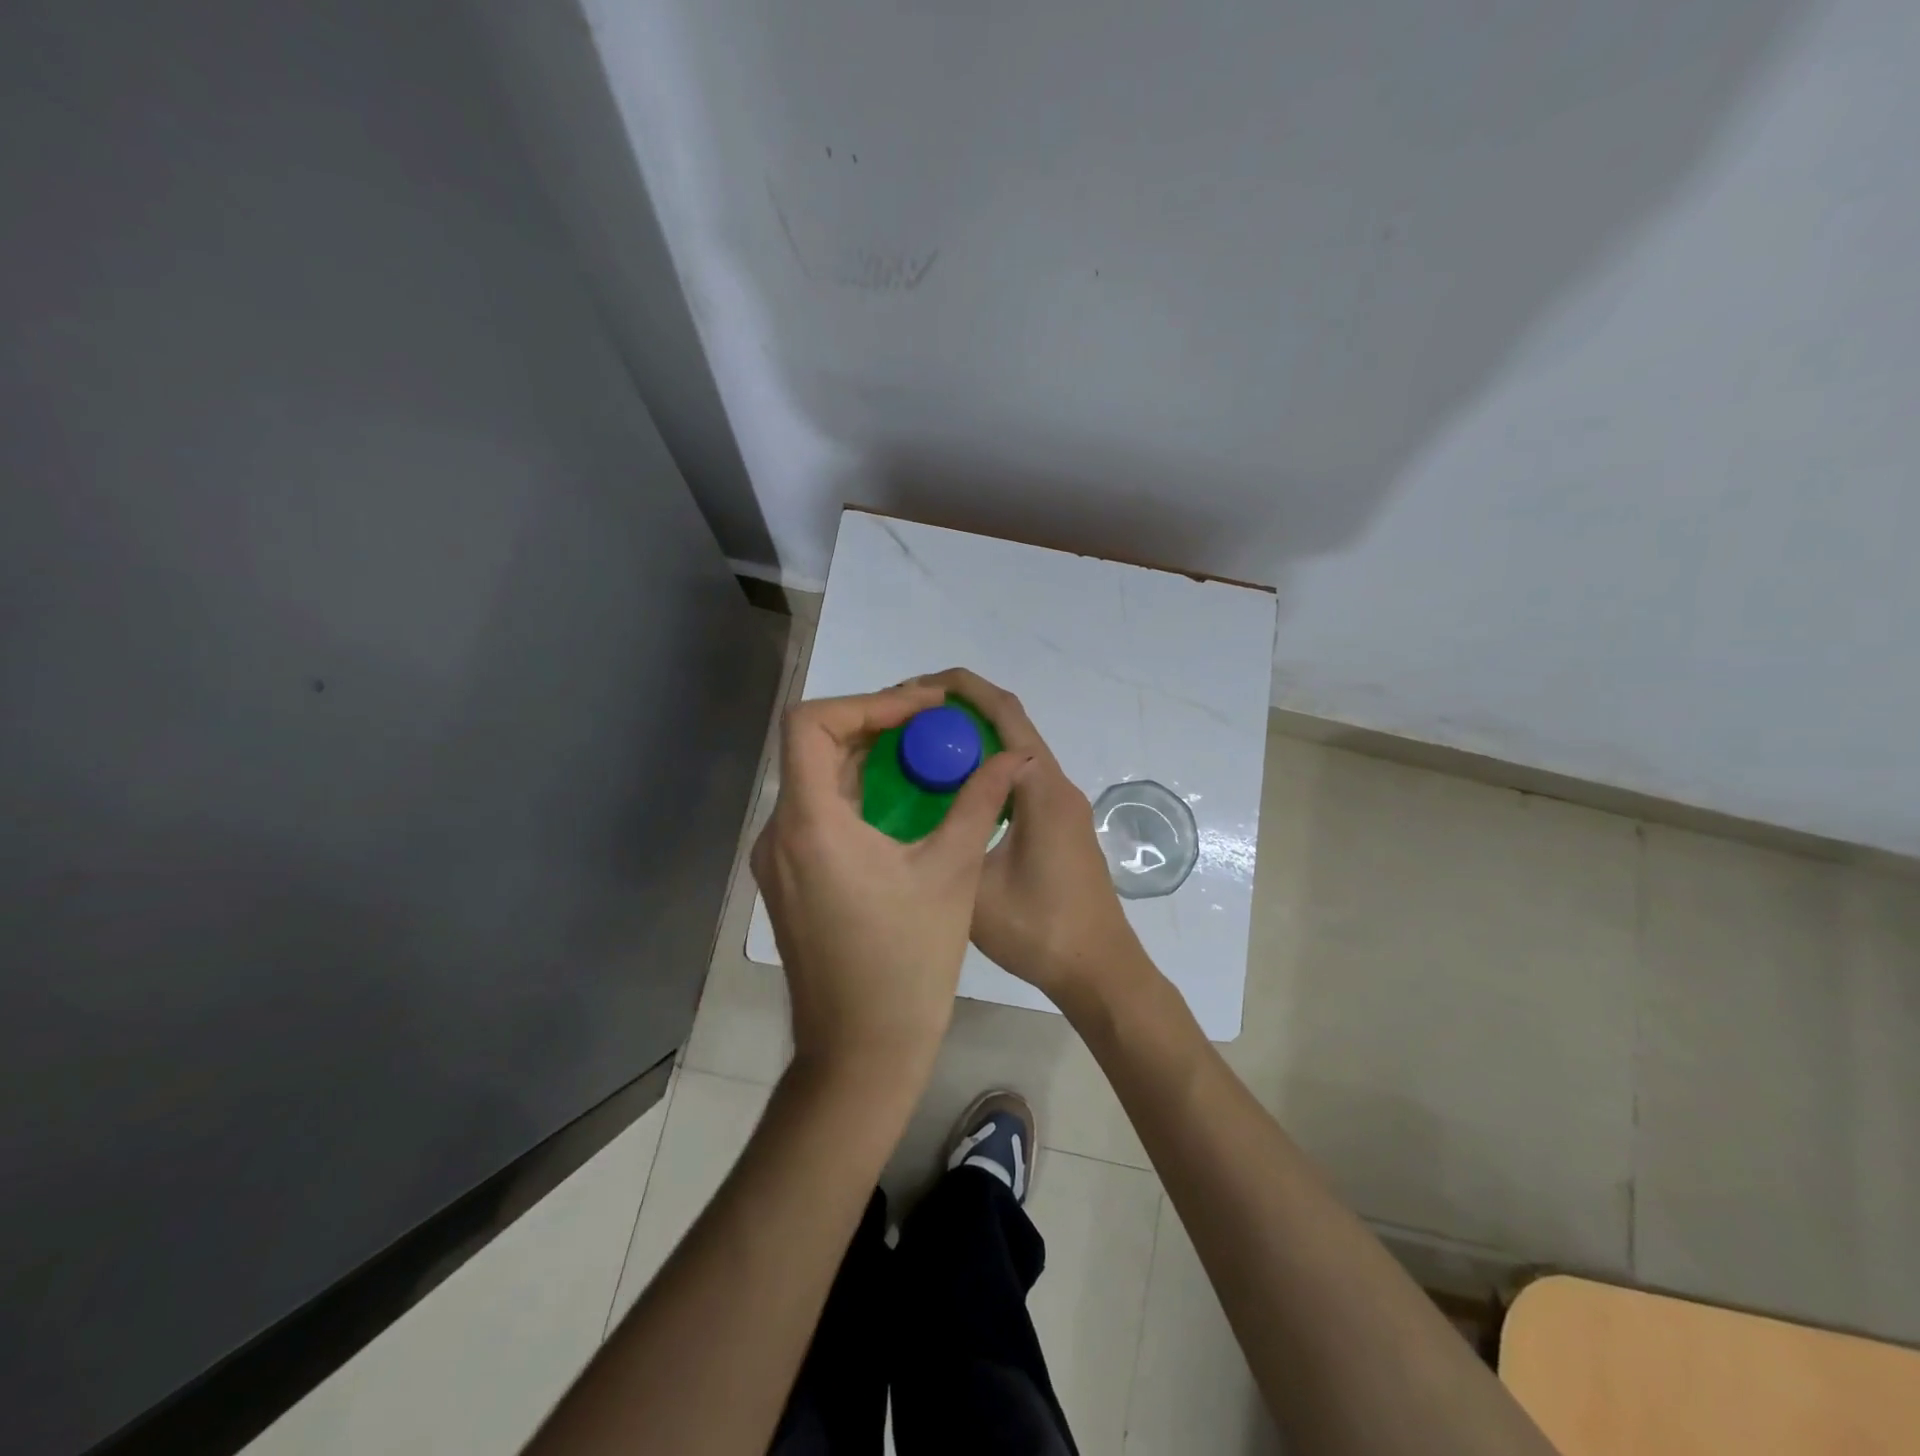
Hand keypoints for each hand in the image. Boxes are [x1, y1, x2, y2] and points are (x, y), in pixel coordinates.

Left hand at [751, 683, 1029, 1090]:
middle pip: (811, 747)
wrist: (861, 1052)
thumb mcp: (952, 873)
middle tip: (930, 722)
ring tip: (921, 752)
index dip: (866, 701)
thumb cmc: (909, 963)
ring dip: (863, 759)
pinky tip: (898, 801)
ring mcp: (776, 861)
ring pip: (812, 780)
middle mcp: (778, 834)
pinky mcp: (786, 882)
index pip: (810, 723)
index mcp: (810, 824)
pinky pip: (814, 815)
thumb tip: (1013, 755)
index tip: (922, 708)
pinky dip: (852, 794)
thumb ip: (979, 801)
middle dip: (872, 724)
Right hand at [914, 670, 1146, 1011]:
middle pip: (1010, 724)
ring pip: (1015, 751)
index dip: (960, 689)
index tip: (913, 689)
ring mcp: (1062, 805)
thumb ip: (951, 834)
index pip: (1002, 713)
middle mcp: (1056, 785)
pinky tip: (951, 790)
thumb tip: (917, 806)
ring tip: (921, 748)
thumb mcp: (976, 886)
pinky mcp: (1060, 824)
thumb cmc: (1040, 930)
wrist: (1099, 969)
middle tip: (907, 718)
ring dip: (973, 739)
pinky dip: (985, 768)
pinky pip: (1019, 778)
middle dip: (961, 709)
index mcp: (1040, 788)